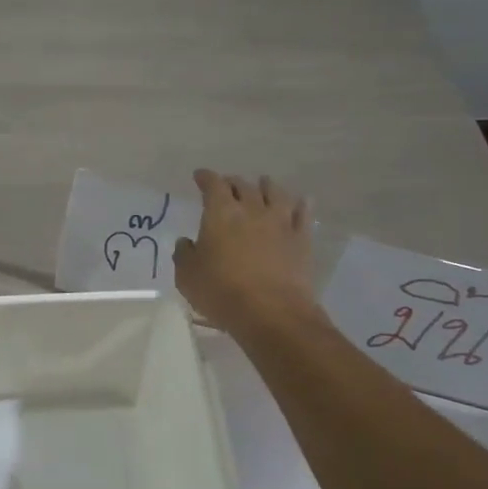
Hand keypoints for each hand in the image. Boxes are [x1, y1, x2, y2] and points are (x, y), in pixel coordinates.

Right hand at [173, 169, 317, 337]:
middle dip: (232, 182)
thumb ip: (184, 254)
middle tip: (227, 185)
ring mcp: (280, 223)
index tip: (200, 176)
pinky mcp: (301, 240)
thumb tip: (188, 242)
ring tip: (263, 184)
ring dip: (266, 186)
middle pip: (243, 186)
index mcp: (221, 213)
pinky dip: (300, 204)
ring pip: (276, 193)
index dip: (205, 178)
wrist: (271, 312)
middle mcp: (252, 210)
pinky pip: (303, 214)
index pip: (213, 184)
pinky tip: (300, 202)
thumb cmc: (221, 292)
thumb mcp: (187, 276)